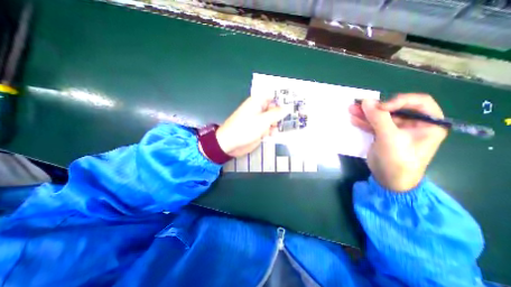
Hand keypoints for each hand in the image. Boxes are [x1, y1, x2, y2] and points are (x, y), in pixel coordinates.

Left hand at [213, 97, 288, 157]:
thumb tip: (288, 107)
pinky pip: (269, 128)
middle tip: (292, 118)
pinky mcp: (258, 129)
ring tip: (278, 129)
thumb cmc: (245, 129)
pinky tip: (271, 135)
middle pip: (274, 108)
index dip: (283, 99)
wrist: (230, 144)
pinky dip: (272, 131)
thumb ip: (276, 114)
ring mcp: (259, 120)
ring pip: (273, 119)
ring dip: (277, 124)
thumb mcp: (263, 120)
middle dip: (282, 113)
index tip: (294, 103)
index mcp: (257, 102)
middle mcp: (259, 109)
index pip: (273, 96)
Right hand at [352, 94, 448, 192]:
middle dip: (375, 107)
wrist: (389, 180)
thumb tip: (366, 101)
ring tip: (351, 109)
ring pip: (381, 117)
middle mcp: (413, 124)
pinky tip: (354, 119)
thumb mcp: (389, 138)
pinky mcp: (383, 136)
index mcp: (427, 123)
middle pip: (394, 109)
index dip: (397, 101)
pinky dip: (364, 122)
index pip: (417, 102)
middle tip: (358, 104)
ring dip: (366, 114)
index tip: (380, 108)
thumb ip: (378, 118)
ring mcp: (396, 130)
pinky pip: (374, 125)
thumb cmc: (398, 160)